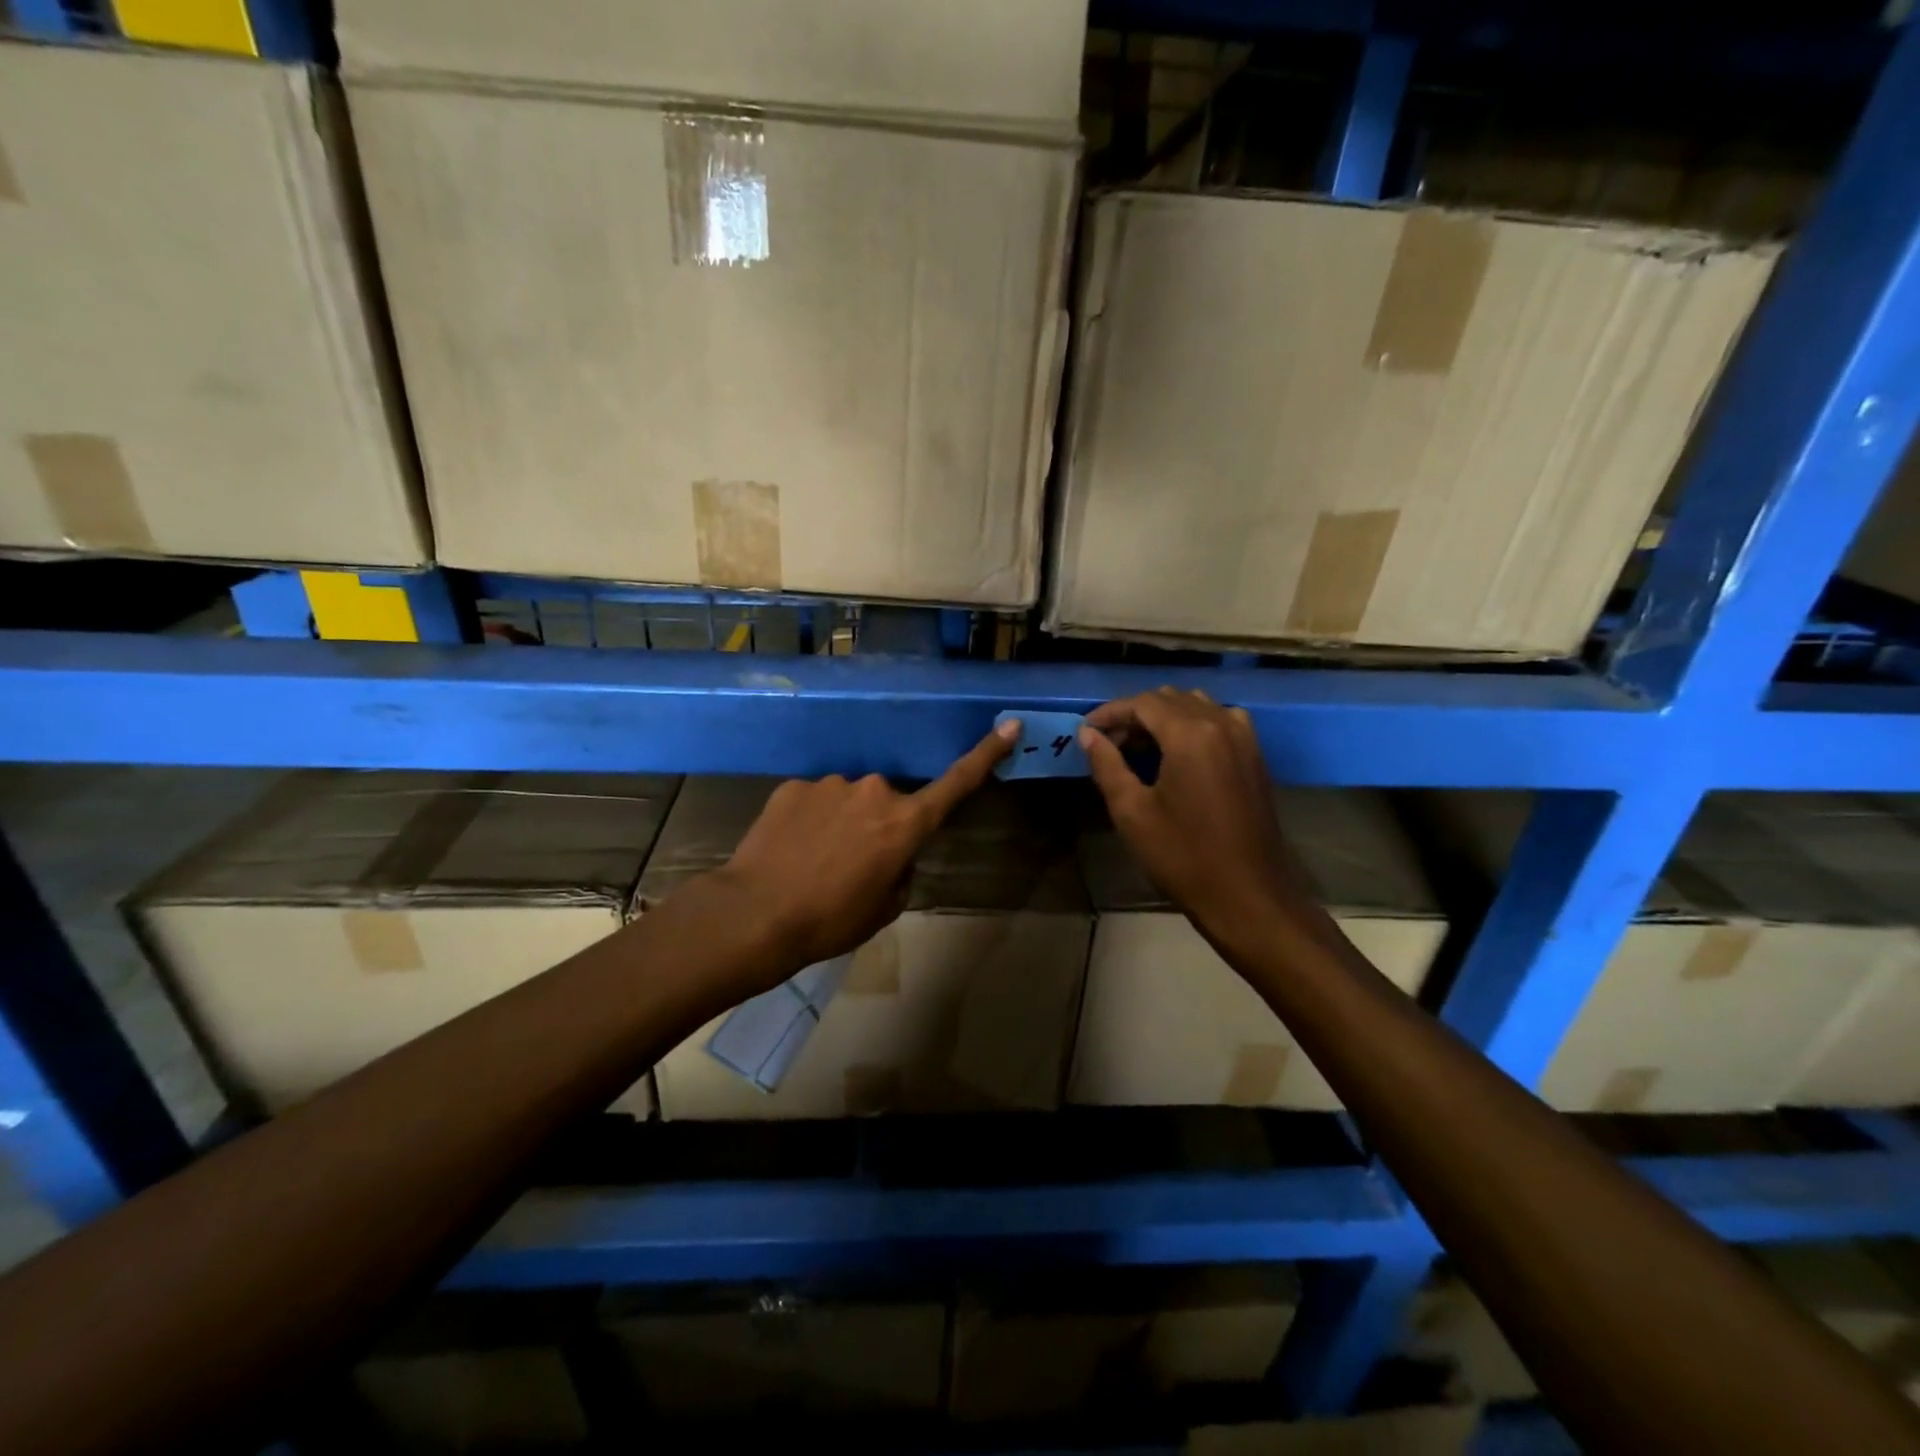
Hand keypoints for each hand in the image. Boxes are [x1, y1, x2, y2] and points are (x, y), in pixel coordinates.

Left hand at [704, 722, 1019, 987]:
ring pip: (848, 800)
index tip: (1009, 726)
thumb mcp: (884, 908)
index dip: (986, 754)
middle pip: (888, 803)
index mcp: (905, 822)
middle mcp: (874, 791)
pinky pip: (814, 801)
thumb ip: (901, 871)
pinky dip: (809, 821)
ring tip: (814, 861)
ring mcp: (831, 784)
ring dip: (841, 823)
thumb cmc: (830, 920)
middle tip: (852, 865)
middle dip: (879, 825)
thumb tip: (893, 855)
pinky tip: (790, 849)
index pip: (957, 783)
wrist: (755, 914)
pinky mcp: (794, 785)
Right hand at [1080, 688, 1320, 947]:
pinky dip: (1191, 727)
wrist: (1248, 895)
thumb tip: (1088, 734)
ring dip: (1163, 718)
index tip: (1085, 730)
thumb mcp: (1132, 811)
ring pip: (1195, 706)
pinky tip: (1175, 755)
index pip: (1143, 703)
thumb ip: (1107, 764)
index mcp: (1191, 734)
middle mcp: (1222, 723)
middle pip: (1170, 699)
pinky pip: (1218, 721)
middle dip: (1135, 715)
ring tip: (1138, 748)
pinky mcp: (1255, 755)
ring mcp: (1244, 737)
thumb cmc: (1182, 856)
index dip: (1110, 712)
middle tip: (1108, 744)